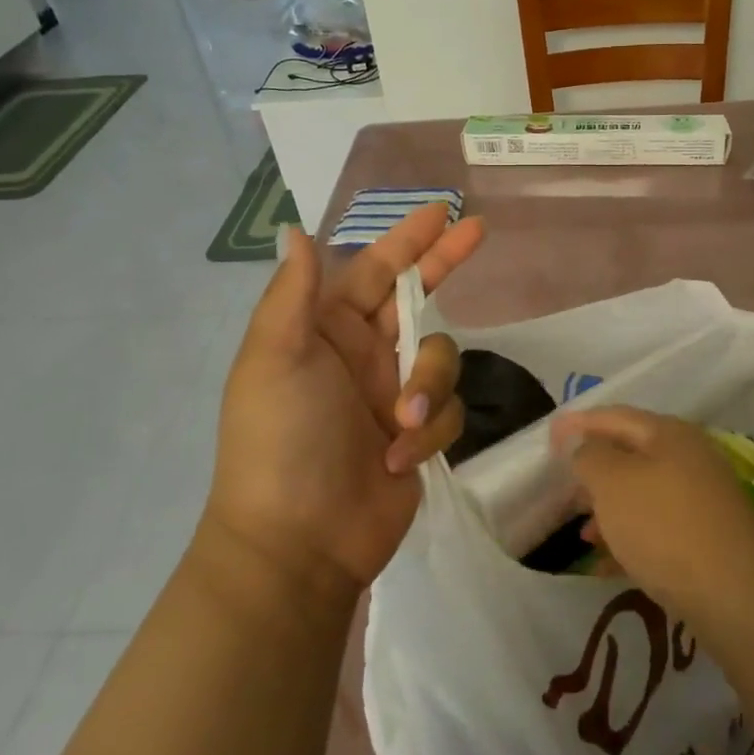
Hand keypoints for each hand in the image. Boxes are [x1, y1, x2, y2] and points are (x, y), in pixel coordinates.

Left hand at [202, 203, 485, 602]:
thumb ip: (292, 294)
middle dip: (443, 265)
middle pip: (417, 298)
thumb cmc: (281, 441)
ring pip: (441, 360)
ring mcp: (392, 395)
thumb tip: (295, 230)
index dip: (406, 239)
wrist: (299, 543)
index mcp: (325, 331)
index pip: (374, 270)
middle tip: (478, 229)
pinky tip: (398, 460)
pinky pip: (447, 412)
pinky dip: (428, 433)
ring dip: (428, 387)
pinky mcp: (417, 436)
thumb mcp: (275, 359)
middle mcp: (362, 355)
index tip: (441, 211)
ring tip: (398, 425)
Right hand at [550, 407, 753, 620]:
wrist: (735, 595)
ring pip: (643, 494)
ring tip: (581, 531)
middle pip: (631, 454)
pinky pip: (658, 527)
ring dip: (609, 508)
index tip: (549, 436)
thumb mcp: (613, 484)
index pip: (615, 416)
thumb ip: (590, 455)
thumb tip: (583, 443)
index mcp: (669, 434)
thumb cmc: (664, 527)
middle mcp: (690, 458)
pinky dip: (630, 537)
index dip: (579, 423)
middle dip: (593, 470)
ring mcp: (702, 499)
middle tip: (561, 485)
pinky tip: (606, 563)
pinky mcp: (707, 537)